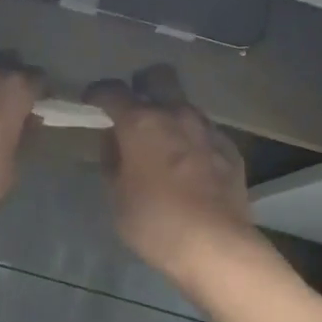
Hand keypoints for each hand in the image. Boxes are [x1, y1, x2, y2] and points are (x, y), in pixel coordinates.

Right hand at [89, 65, 262, 281]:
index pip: (112, 90)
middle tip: (133, 109)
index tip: (91, 102)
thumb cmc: (155, 222)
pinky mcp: (230, 149)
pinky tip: (189, 165)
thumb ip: (112, 161)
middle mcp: (176, 115)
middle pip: (159, 76)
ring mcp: (208, 129)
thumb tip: (114, 143)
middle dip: (142, 84)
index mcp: (141, 123)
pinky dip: (192, 140)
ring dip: (170, 114)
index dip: (97, 92)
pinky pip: (205, 132)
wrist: (216, 246)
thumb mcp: (117, 196)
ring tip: (162, 142)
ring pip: (185, 104)